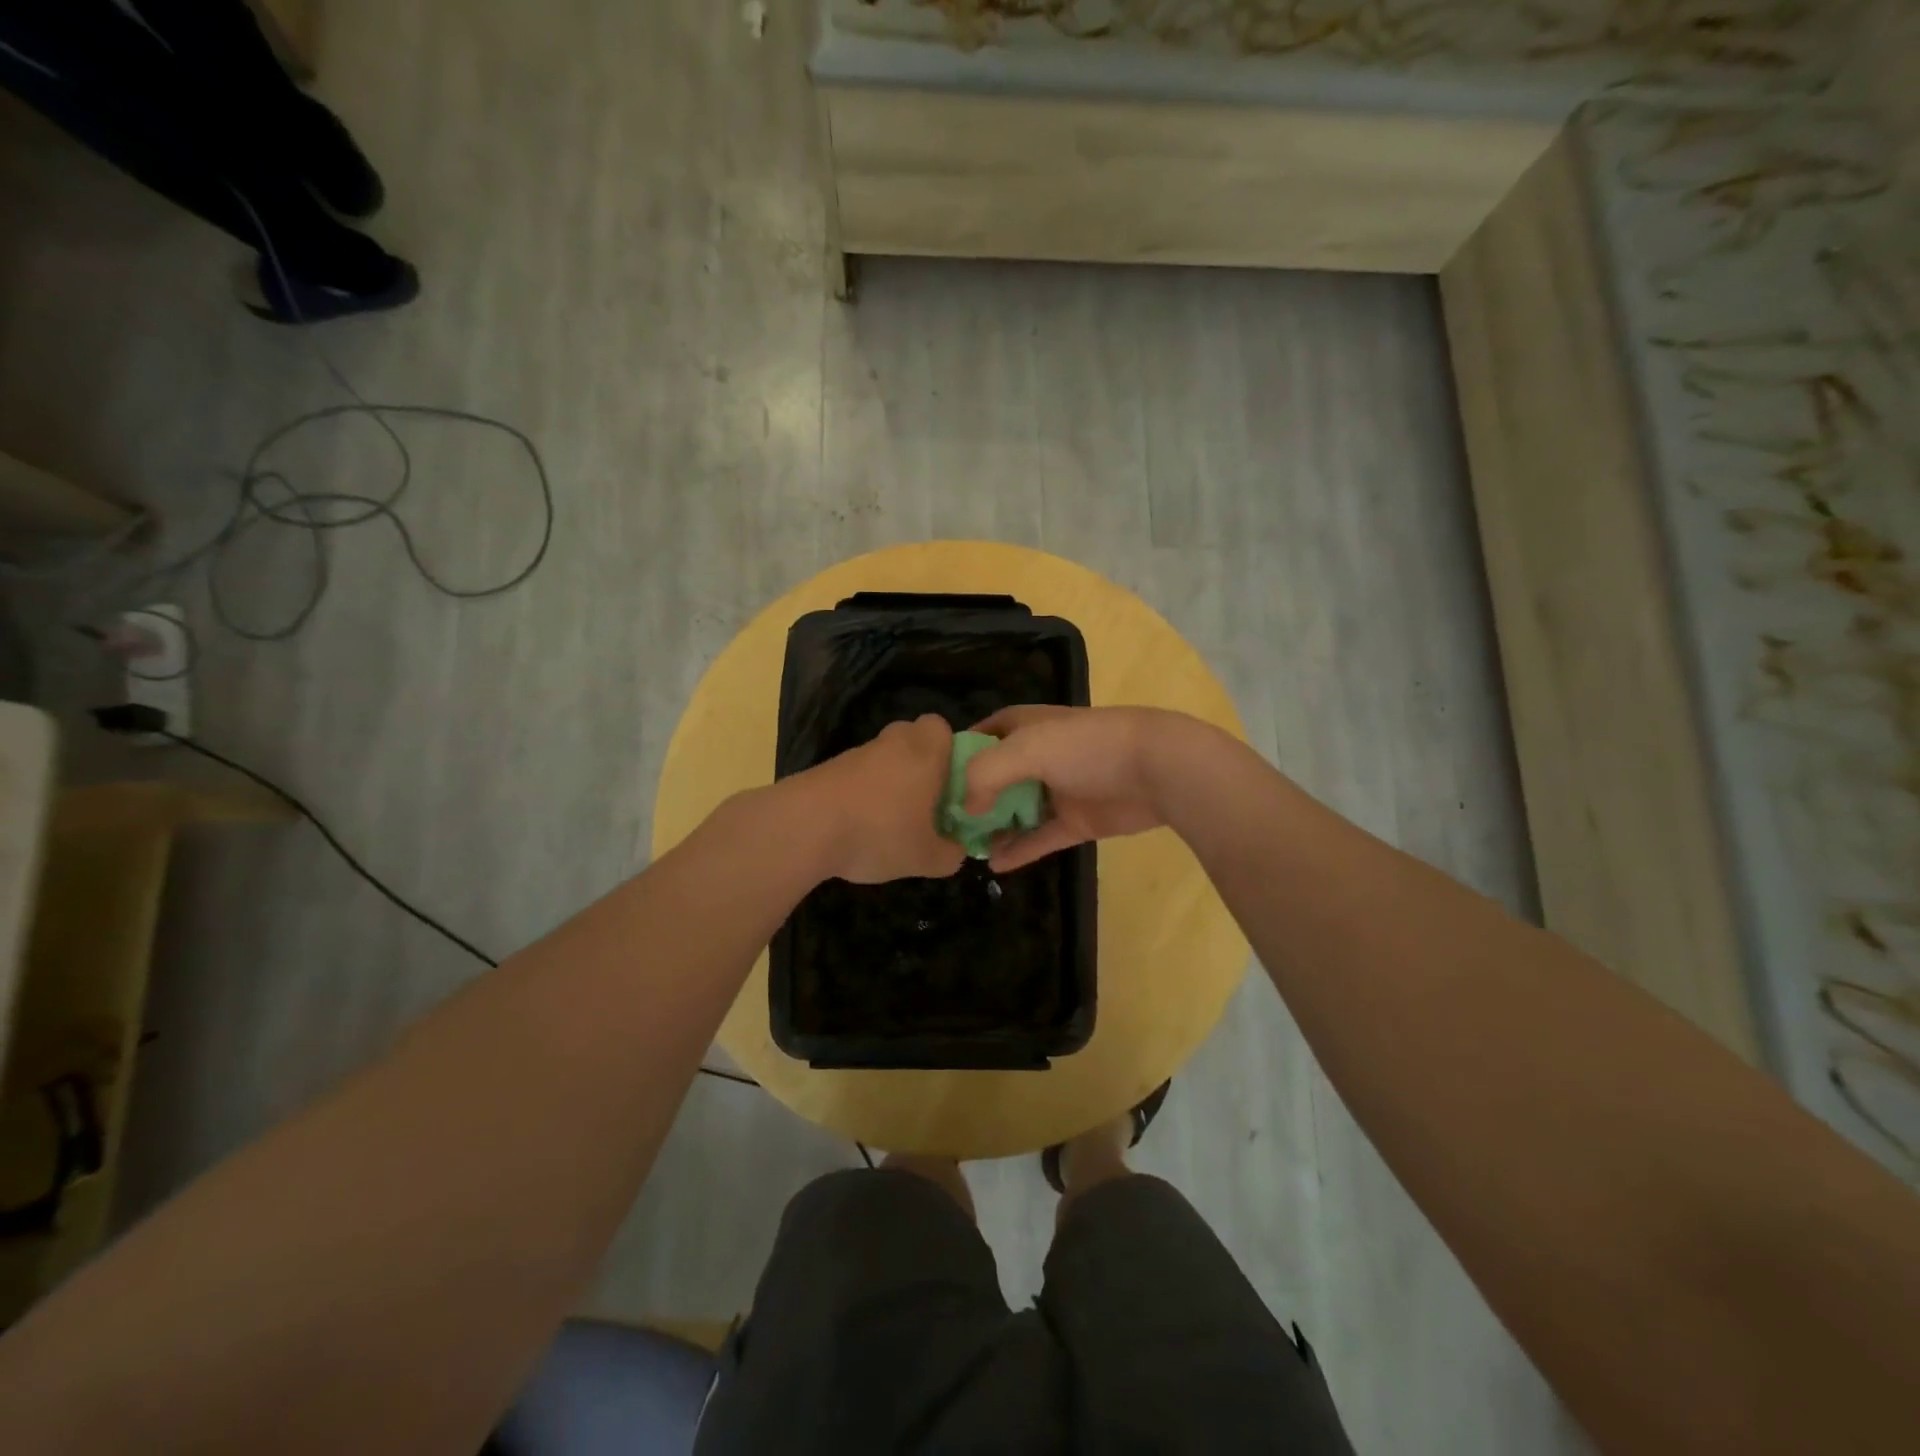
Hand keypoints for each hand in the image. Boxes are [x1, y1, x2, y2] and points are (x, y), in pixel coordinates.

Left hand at [792, 713, 966, 883]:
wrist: (803, 827)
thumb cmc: (879, 832)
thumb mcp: (926, 857)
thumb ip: (950, 854)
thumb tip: (955, 850)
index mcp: (925, 751)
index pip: (942, 728)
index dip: (950, 752)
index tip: (951, 785)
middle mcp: (892, 742)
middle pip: (911, 740)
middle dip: (920, 766)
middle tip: (926, 803)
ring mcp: (856, 754)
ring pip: (884, 760)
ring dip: (890, 784)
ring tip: (890, 825)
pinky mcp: (827, 769)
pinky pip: (858, 777)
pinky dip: (862, 795)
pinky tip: (859, 829)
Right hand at [963, 706, 1193, 871]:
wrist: (1157, 770)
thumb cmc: (1087, 748)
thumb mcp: (1027, 749)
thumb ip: (987, 774)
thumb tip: (967, 808)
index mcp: (1027, 727)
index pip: (983, 734)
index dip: (959, 753)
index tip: (931, 779)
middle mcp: (1039, 756)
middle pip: (996, 777)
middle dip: (972, 797)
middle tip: (942, 823)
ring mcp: (1059, 790)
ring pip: (1017, 811)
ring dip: (993, 827)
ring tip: (963, 848)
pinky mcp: (1077, 820)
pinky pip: (1040, 837)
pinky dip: (1019, 850)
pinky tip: (994, 864)